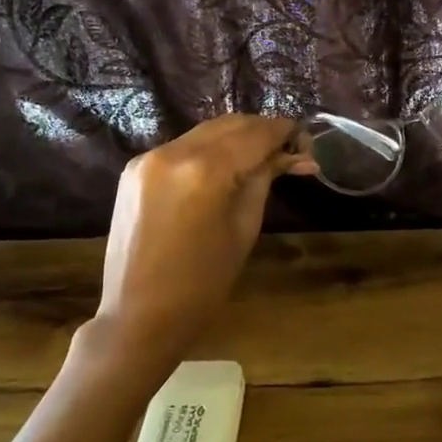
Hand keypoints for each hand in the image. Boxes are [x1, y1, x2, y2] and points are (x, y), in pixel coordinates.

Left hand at [79, 115, 313, 385]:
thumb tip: (295, 156)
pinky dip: (208, 150)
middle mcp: (173, 152)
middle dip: (262, 131)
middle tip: (289, 150)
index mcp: (205, 170)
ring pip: (205, 132)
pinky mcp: (134, 168)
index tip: (307, 141)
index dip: (285, 131)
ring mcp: (149, 157)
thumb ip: (264, 180)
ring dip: (236, 137)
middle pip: (230, 124)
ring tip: (262, 158)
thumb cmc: (202, 284)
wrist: (138, 316)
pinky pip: (182, 147)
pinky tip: (224, 168)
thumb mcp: (244, 229)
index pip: (256, 134)